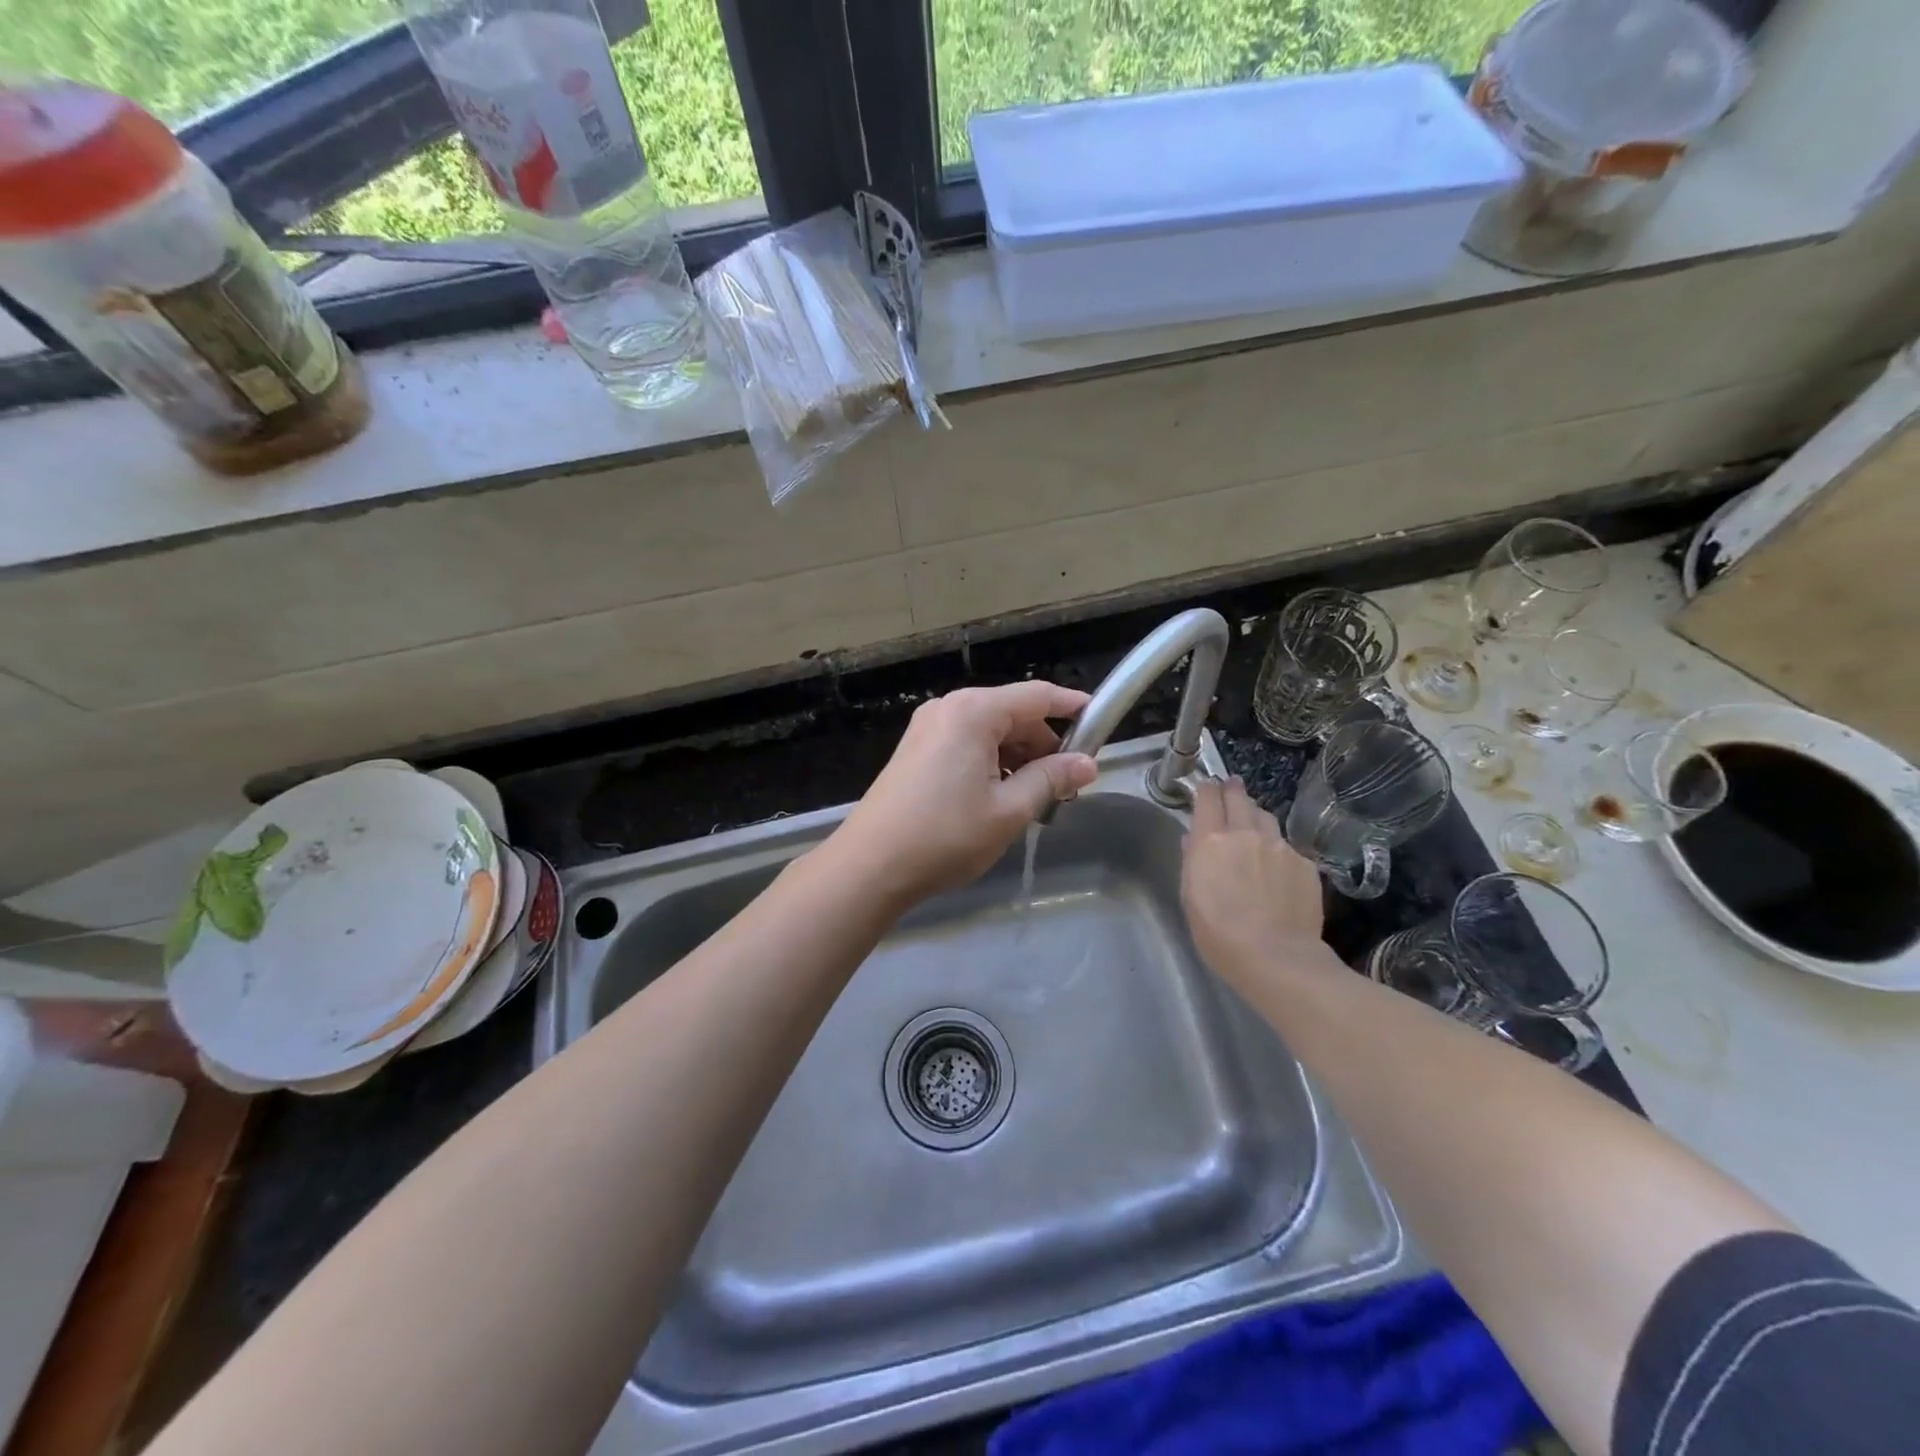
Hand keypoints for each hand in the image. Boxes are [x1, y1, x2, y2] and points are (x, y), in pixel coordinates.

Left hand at [831, 682, 1098, 907]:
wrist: (869, 866)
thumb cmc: (945, 836)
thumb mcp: (1009, 810)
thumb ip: (1051, 780)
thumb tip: (1088, 764)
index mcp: (974, 712)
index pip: (1037, 695)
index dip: (1073, 708)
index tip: (1100, 724)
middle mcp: (949, 708)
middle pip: (1012, 713)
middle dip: (1043, 745)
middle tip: (1065, 787)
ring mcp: (927, 727)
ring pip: (989, 731)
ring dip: (1017, 758)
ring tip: (1033, 800)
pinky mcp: (915, 750)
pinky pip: (966, 743)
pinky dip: (990, 763)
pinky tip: (998, 798)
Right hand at [1181, 776, 1334, 990]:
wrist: (1276, 957)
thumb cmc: (1219, 934)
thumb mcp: (1190, 898)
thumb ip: (1193, 862)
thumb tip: (1194, 841)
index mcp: (1211, 841)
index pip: (1207, 798)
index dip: (1206, 790)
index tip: (1206, 788)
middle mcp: (1246, 834)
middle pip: (1239, 798)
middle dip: (1232, 789)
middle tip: (1231, 786)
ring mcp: (1279, 846)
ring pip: (1266, 817)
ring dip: (1256, 816)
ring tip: (1254, 824)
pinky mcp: (1305, 863)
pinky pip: (1287, 846)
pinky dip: (1278, 849)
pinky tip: (1277, 868)